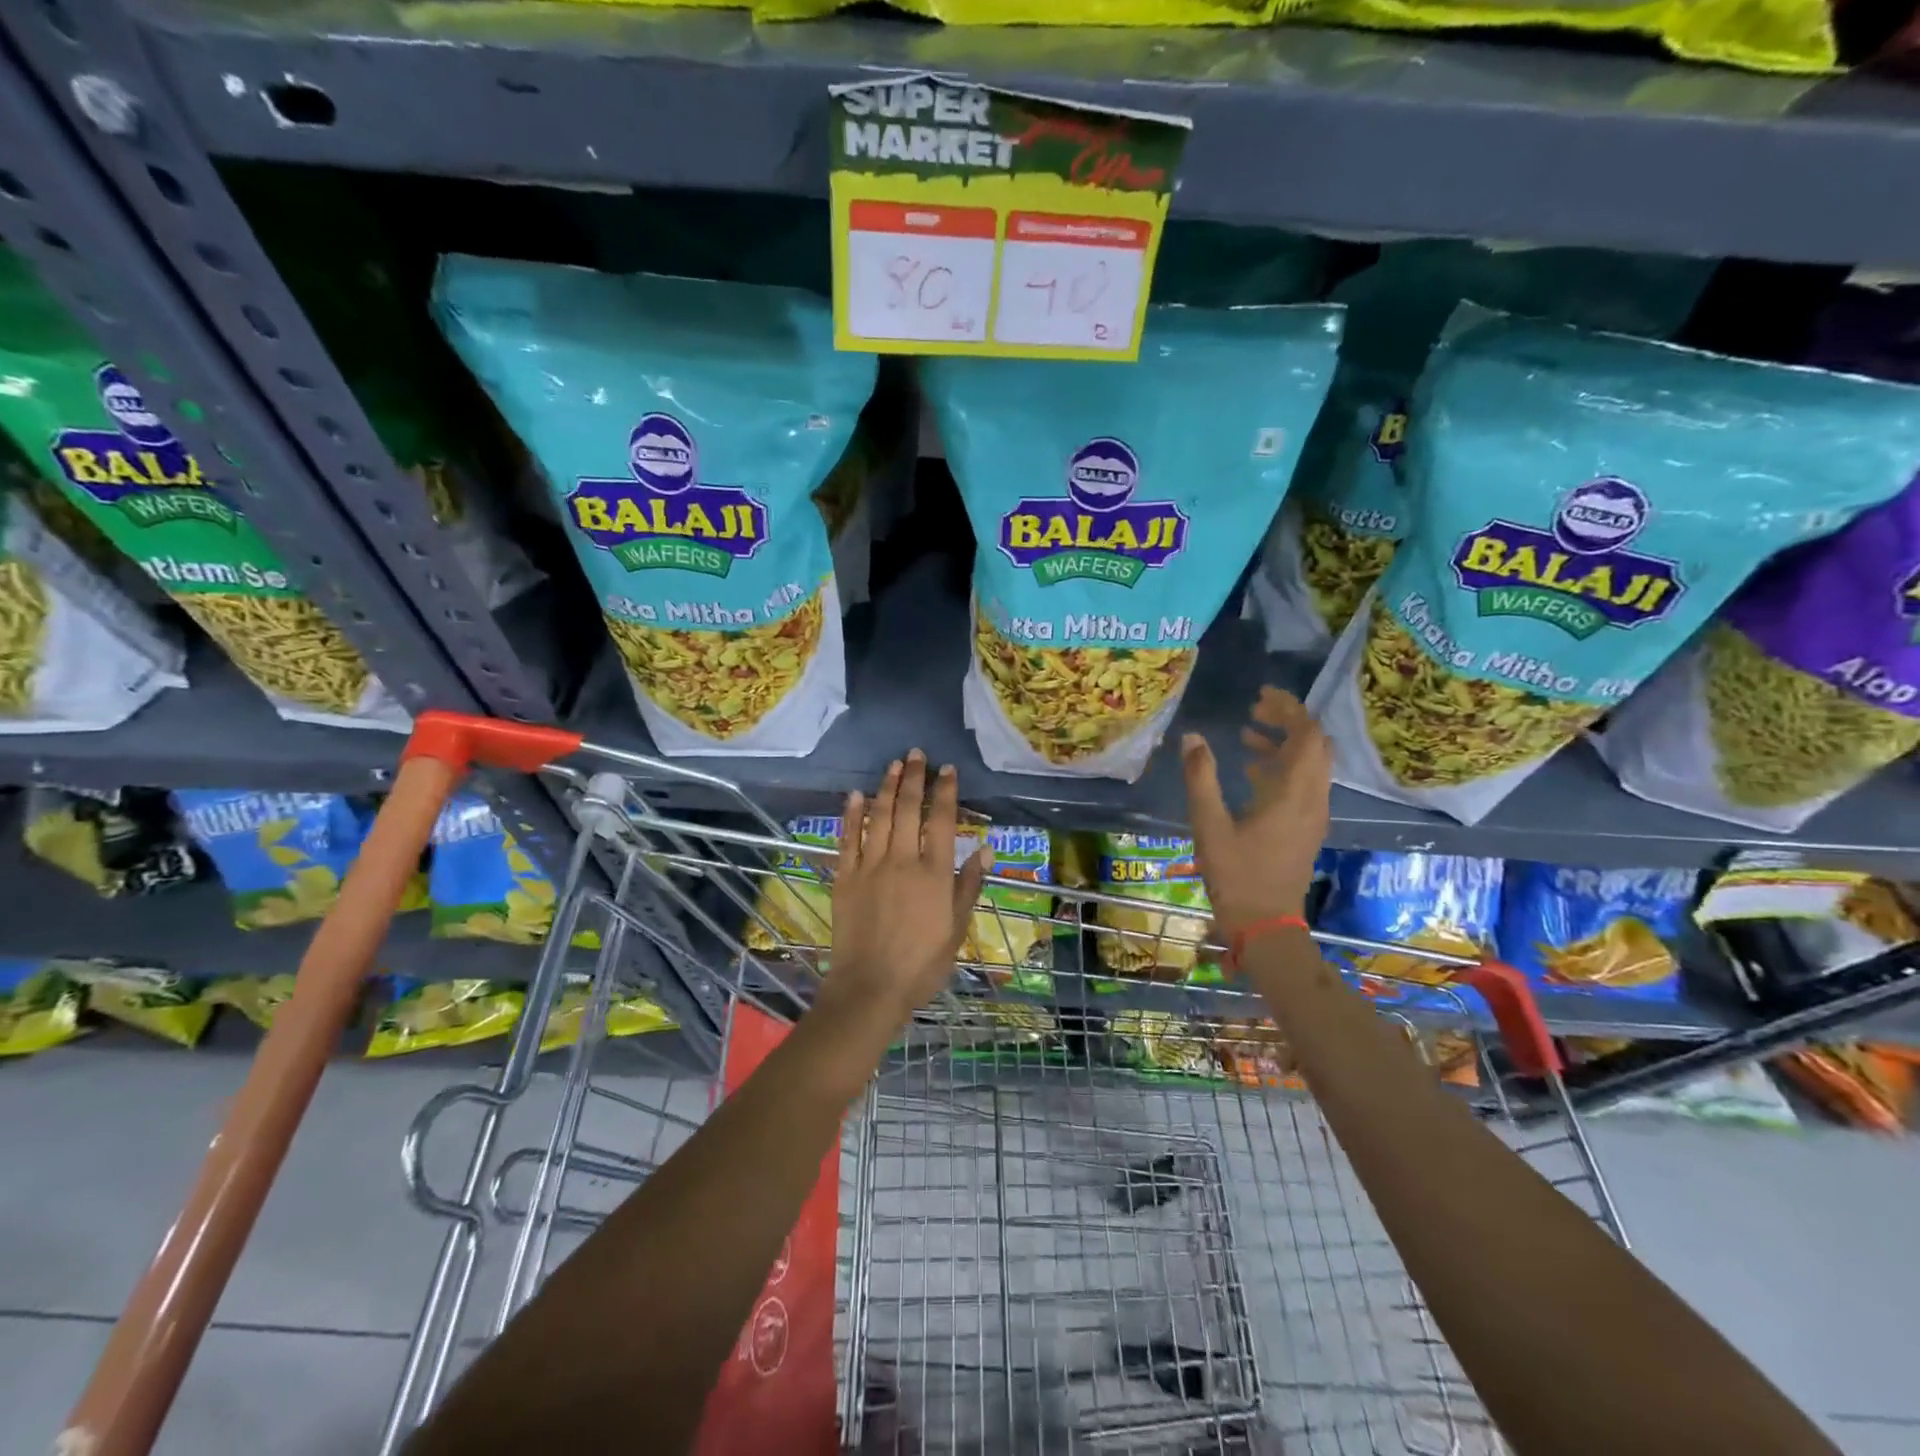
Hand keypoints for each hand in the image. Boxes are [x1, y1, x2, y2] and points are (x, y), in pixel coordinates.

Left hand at [815, 750, 989, 1040]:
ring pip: (879, 816)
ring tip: (893, 765)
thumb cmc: (922, 964)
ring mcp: (870, 866)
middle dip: (914, 778)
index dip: (946, 792)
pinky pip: (848, 838)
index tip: (948, 770)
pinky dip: (852, 814)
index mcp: (934, 873)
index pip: (943, 821)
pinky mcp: (845, 877)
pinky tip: (856, 795)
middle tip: (917, 754)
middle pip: (909, 809)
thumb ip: (969, 885)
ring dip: (886, 787)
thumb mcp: (957, 929)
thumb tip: (987, 849)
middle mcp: (902, 860)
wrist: (871, 987)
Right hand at [1181, 686, 1330, 933]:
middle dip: (1288, 722)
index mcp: (1294, 793)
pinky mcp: (1306, 828)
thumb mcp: (1209, 824)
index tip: (1261, 695)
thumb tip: (1191, 738)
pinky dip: (1282, 767)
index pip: (1307, 735)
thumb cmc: (1236, 875)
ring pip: (1310, 765)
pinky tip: (1250, 772)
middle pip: (1315, 745)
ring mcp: (1313, 815)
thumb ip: (1201, 778)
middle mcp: (1312, 799)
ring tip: (1246, 735)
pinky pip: (1303, 784)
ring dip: (1283, 744)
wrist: (1265, 925)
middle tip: (1253, 711)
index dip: (1288, 709)